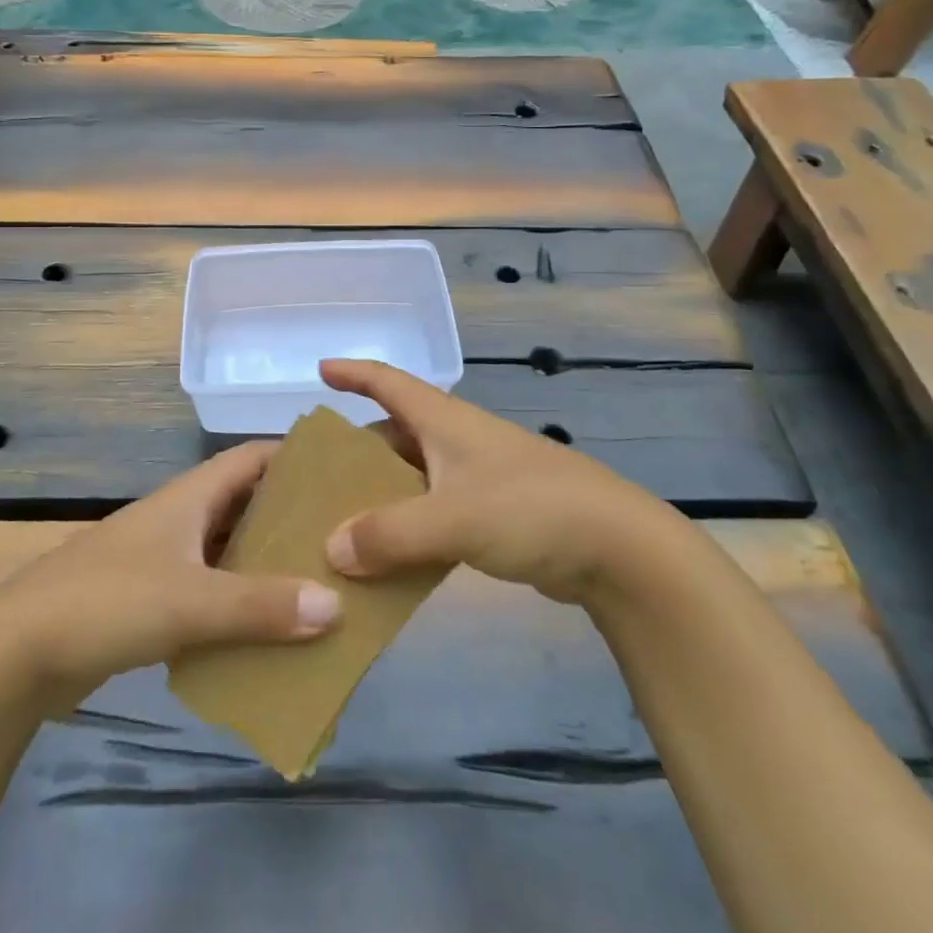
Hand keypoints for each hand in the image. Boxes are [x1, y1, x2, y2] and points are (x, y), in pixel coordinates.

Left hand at [0, 441, 340, 707]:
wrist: (18, 652)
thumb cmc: (107, 602)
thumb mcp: (190, 601)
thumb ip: (262, 605)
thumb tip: (336, 604)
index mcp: (190, 496)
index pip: (252, 458)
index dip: (295, 458)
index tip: (343, 473)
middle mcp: (181, 517)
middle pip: (246, 504)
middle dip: (291, 517)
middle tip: (343, 538)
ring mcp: (164, 558)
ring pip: (229, 550)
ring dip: (267, 564)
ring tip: (321, 584)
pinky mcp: (151, 597)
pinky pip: (210, 589)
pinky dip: (239, 601)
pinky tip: (270, 628)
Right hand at [321, 359, 685, 603]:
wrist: (618, 547)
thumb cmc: (531, 508)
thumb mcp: (453, 517)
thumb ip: (390, 534)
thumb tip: (330, 549)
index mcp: (444, 421)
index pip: (388, 381)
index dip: (353, 372)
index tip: (319, 371)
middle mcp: (456, 441)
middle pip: (394, 435)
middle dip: (355, 452)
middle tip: (315, 478)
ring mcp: (476, 478)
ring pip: (413, 478)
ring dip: (380, 498)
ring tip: (339, 525)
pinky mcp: (492, 515)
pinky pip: (433, 514)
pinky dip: (407, 529)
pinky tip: (388, 560)